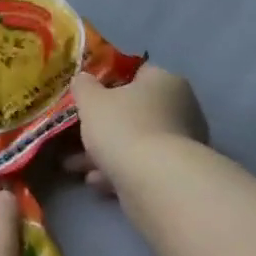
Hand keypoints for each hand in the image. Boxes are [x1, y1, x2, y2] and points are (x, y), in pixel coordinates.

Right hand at [65, 65, 207, 196]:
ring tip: (74, 166)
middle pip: (135, 111)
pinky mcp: (177, 172)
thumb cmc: (123, 128)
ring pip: (135, 142)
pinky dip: (119, 170)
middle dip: (103, 125)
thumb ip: (84, 86)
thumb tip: (83, 78)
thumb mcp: (91, 101)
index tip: (88, 97)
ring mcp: (181, 142)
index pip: (137, 73)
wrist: (156, 181)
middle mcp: (180, 107)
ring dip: (106, 152)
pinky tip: (95, 181)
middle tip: (75, 135)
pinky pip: (142, 166)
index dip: (110, 82)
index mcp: (164, 81)